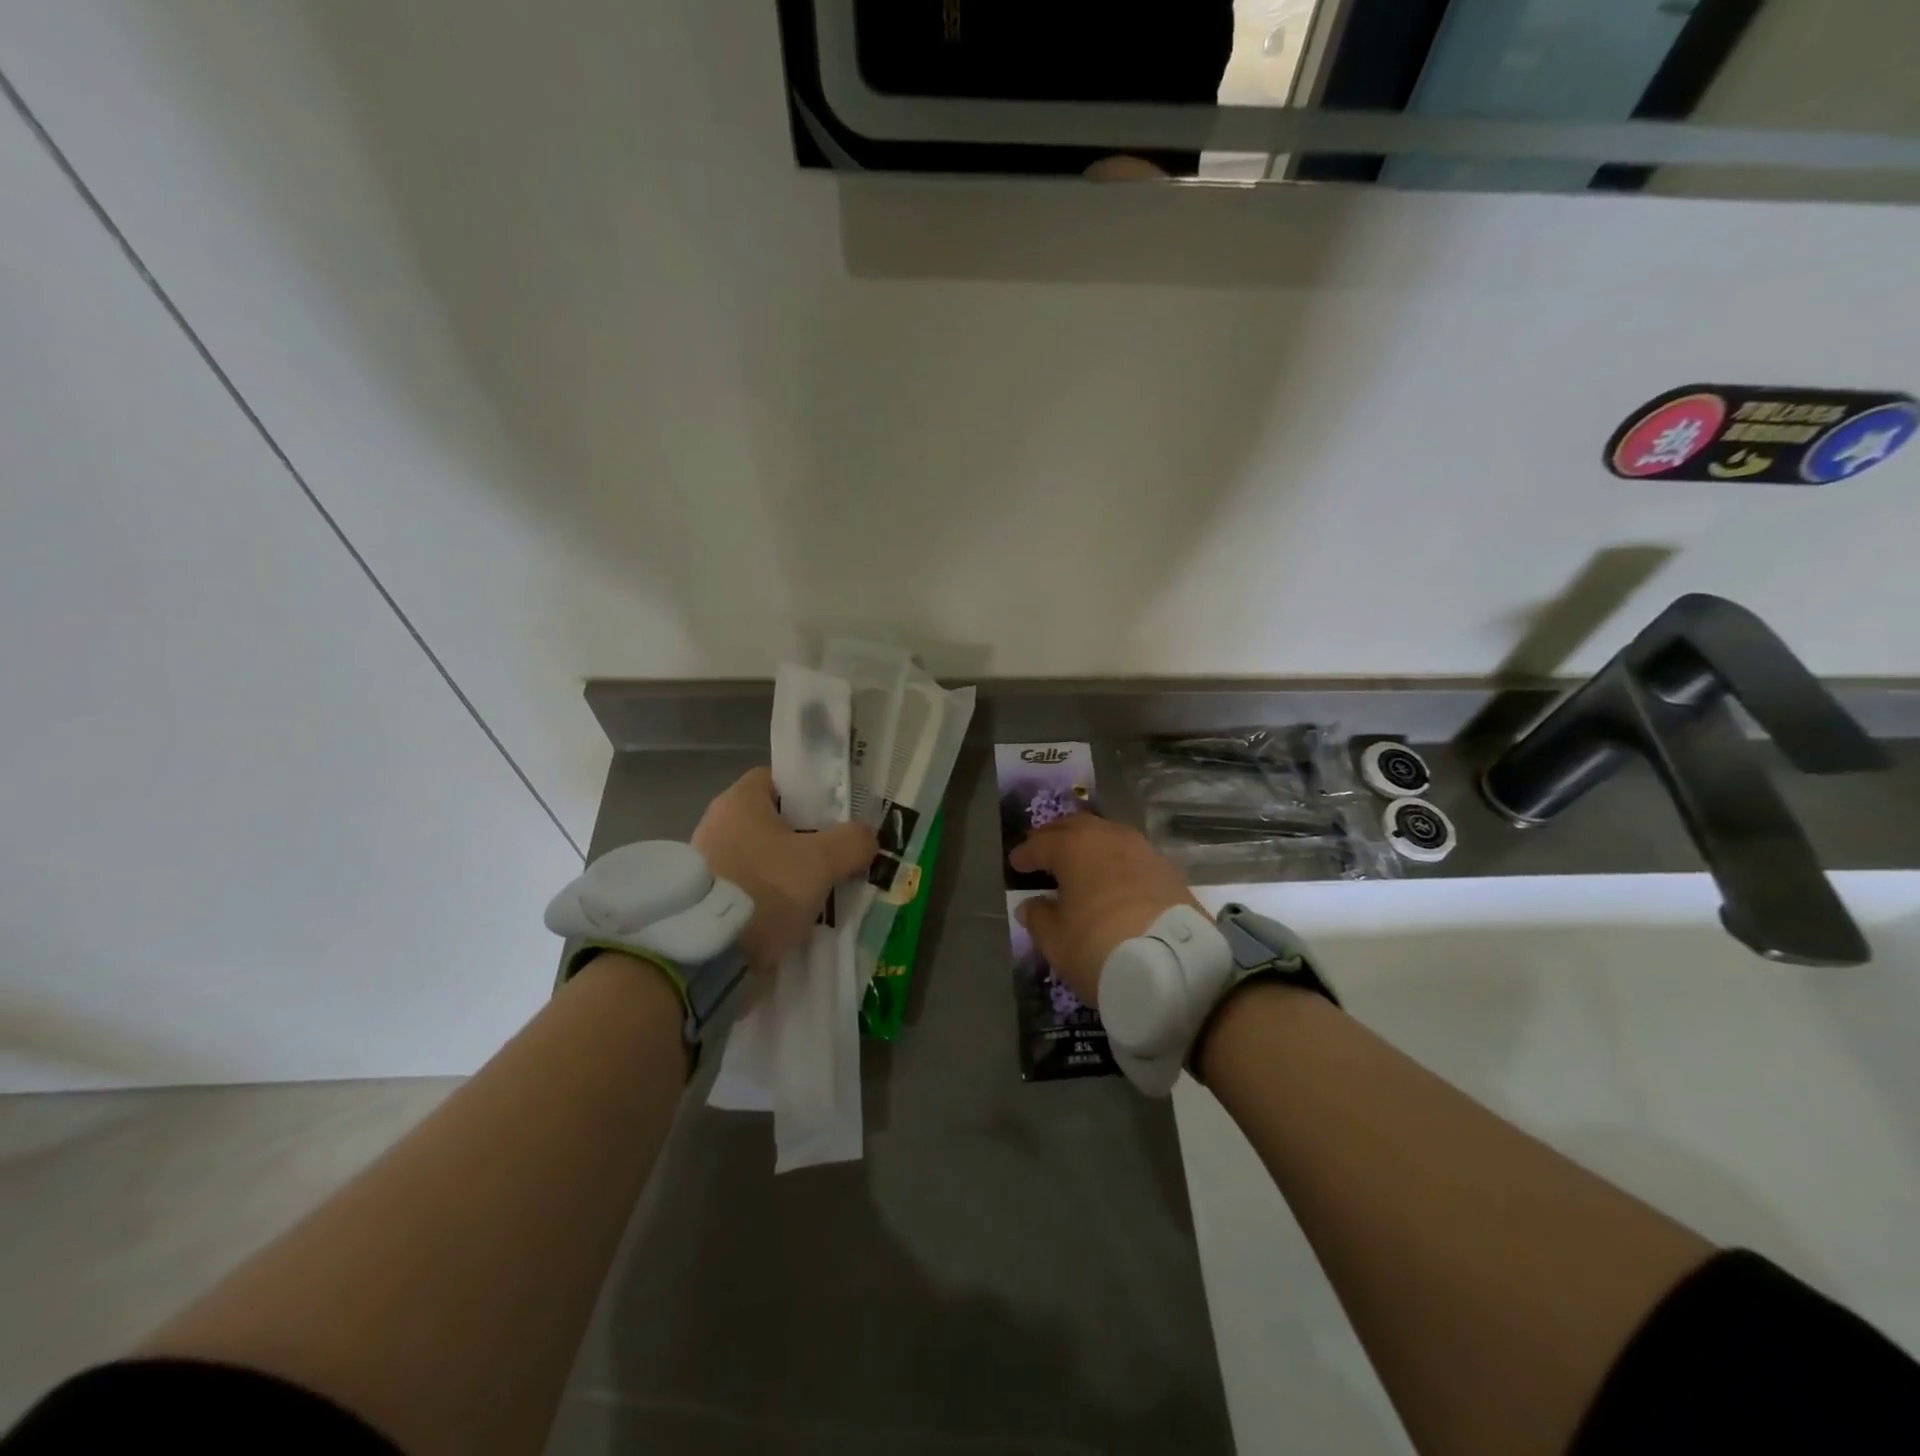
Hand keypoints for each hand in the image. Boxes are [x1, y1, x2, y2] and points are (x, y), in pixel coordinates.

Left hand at [692, 768, 876, 967]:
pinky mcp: (706, 901)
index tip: (836, 815)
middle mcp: (717, 824)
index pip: (778, 780)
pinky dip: (772, 900)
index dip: (810, 792)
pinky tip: (796, 917)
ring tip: (822, 893)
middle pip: (774, 822)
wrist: (709, 954)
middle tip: (838, 857)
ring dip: (790, 874)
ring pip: (764, 859)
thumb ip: (852, 842)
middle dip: (806, 839)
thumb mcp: (822, 861)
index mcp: (739, 801)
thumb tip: (867, 837)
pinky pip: (750, 890)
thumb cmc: (765, 888)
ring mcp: (708, 864)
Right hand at [1008, 816, 1202, 1007]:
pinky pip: (1131, 854)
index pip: (1041, 844)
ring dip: (1089, 844)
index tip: (1015, 863)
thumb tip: (1031, 905)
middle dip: (1056, 835)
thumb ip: (1038, 918)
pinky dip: (1115, 860)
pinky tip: (1112, 876)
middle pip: (1076, 826)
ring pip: (1107, 835)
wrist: (1174, 966)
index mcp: (1074, 848)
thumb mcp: (1056, 941)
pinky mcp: (1167, 870)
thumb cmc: (1099, 948)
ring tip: (1078, 860)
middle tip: (1043, 848)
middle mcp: (1108, 838)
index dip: (1025, 854)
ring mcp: (1142, 850)